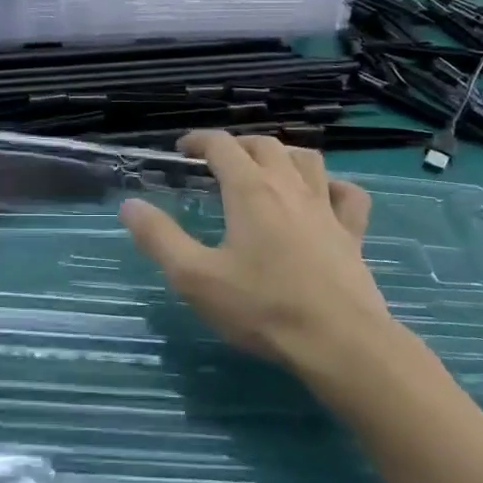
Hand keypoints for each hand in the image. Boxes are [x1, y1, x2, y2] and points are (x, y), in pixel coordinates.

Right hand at [119, 132, 390, 372]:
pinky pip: (348, 194)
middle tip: (217, 162)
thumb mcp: (195, 277)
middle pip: (264, 144)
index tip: (181, 151)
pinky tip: (323, 196)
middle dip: (237, 144)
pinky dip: (332, 185)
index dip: (198, 140)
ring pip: (306, 159)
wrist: (340, 343)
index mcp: (250, 190)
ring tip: (266, 169)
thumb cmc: (262, 308)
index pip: (221, 144)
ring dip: (283, 155)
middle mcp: (289, 186)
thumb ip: (159, 238)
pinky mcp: (352, 232)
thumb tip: (129, 205)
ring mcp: (325, 207)